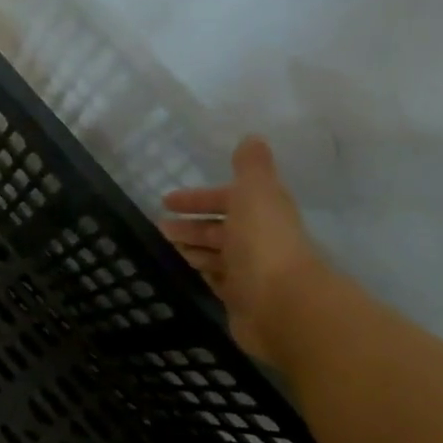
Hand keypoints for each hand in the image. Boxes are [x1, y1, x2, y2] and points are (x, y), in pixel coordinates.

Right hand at [160, 136, 326, 364]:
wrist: (282, 305)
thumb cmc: (263, 243)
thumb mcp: (255, 193)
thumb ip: (251, 167)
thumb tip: (253, 138)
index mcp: (262, 213)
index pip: (227, 200)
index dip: (199, 199)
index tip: (166, 200)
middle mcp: (258, 241)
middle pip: (220, 229)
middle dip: (191, 225)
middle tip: (160, 227)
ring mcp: (249, 272)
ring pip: (216, 255)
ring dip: (193, 248)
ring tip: (164, 247)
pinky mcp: (240, 299)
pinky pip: (216, 280)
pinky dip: (201, 272)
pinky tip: (184, 270)